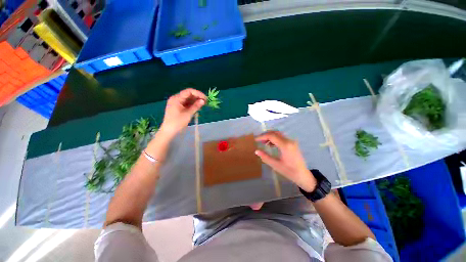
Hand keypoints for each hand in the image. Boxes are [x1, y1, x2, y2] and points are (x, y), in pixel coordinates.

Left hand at [160, 88, 206, 136]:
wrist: (168, 131)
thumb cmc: (177, 122)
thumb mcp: (188, 114)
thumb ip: (196, 106)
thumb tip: (203, 101)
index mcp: (176, 98)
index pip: (189, 91)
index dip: (198, 93)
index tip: (205, 98)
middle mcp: (176, 98)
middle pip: (188, 94)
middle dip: (197, 97)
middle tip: (205, 102)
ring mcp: (176, 103)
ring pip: (188, 99)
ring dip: (195, 101)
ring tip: (202, 105)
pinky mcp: (177, 107)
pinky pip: (186, 103)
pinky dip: (192, 104)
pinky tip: (197, 107)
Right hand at [255, 131, 316, 191]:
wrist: (303, 175)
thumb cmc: (289, 171)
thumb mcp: (275, 165)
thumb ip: (265, 157)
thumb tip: (256, 151)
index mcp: (285, 146)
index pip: (271, 136)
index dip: (262, 137)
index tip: (255, 140)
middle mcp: (289, 141)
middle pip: (275, 133)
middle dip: (265, 135)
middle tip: (258, 140)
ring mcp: (292, 141)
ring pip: (278, 134)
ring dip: (270, 136)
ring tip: (263, 142)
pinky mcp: (292, 143)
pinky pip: (282, 137)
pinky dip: (275, 138)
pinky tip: (270, 145)